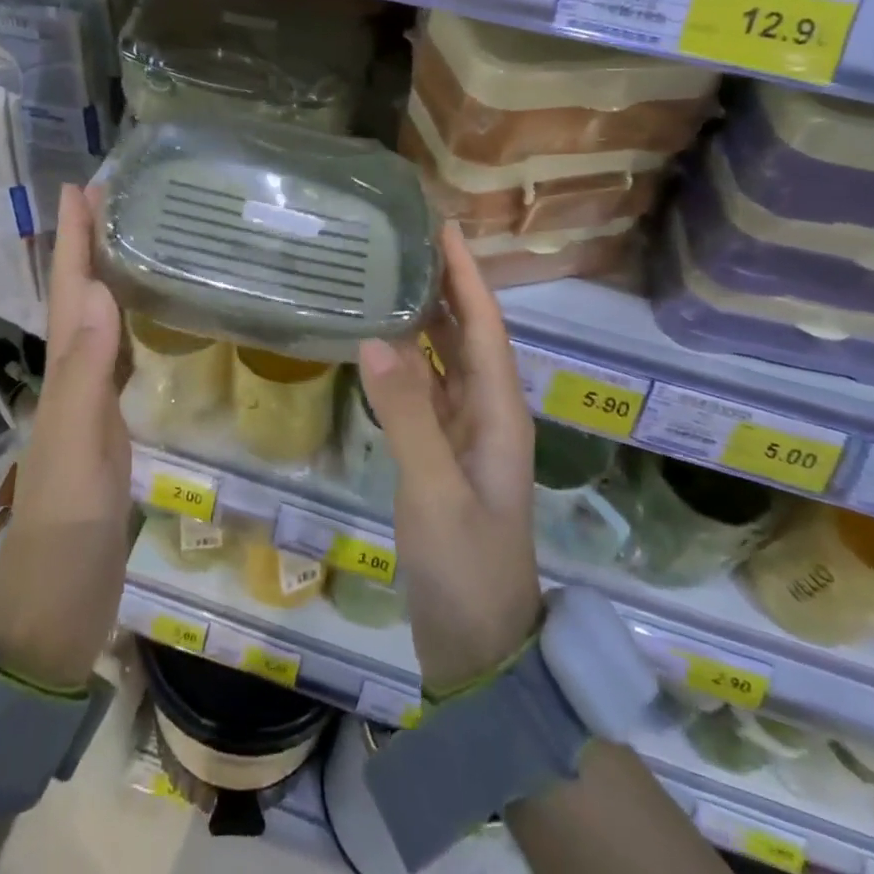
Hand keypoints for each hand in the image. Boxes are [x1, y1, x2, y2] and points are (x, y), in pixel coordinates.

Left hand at [0, 185, 129, 689]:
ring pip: (98, 322)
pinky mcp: (111, 426)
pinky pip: (120, 356)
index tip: (83, 185)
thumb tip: (103, 293)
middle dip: (91, 243)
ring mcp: (91, 403)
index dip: (75, 239)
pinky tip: (147, 317)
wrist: (56, 607)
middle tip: (116, 196)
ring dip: (107, 274)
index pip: (71, 292)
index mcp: (65, 374)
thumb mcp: (78, 449)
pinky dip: (130, 322)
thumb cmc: (66, 528)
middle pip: (80, 295)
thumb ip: (87, 376)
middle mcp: (73, 378)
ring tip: (133, 236)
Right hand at [359, 222, 542, 695]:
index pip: (486, 327)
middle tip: (409, 241)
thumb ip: (407, 416)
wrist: (479, 646)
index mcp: (500, 414)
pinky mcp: (442, 456)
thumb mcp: (435, 491)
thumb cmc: (466, 566)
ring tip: (392, 277)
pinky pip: (427, 391)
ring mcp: (465, 437)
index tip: (446, 228)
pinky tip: (381, 346)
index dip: (468, 276)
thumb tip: (374, 339)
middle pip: (470, 336)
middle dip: (448, 285)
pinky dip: (408, 361)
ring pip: (449, 361)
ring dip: (428, 319)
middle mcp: (488, 414)